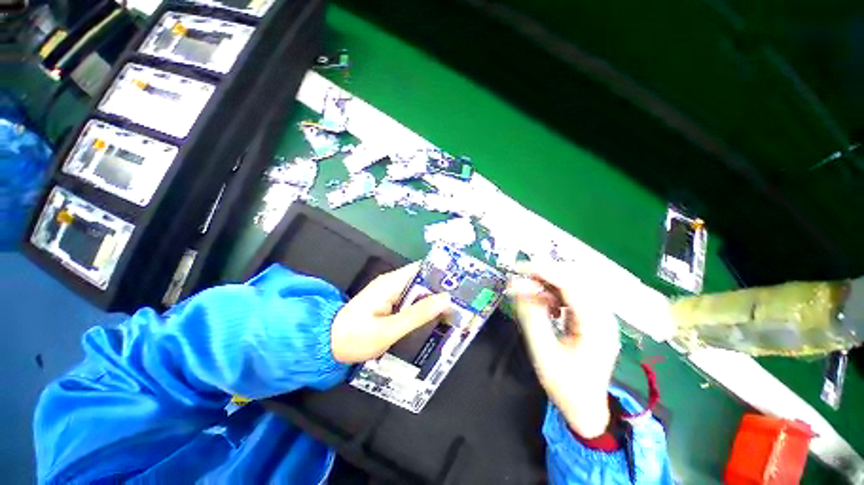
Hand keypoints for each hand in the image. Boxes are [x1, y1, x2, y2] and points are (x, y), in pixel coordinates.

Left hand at [331, 262, 451, 363]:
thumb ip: (417, 314)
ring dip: (433, 299)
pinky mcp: (389, 302)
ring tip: (454, 309)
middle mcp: (392, 283)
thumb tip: (445, 298)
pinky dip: (423, 306)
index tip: (459, 283)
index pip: (421, 269)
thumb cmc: (355, 337)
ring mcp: (390, 293)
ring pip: (417, 291)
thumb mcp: (389, 329)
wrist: (327, 345)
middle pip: (422, 280)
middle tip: (461, 301)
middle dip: (440, 289)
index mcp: (391, 282)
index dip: (440, 273)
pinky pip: (410, 300)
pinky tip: (434, 317)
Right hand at [508, 262, 620, 437]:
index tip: (519, 268)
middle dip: (544, 275)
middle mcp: (603, 316)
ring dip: (549, 285)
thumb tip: (517, 287)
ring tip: (530, 293)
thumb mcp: (543, 352)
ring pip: (573, 285)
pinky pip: (573, 296)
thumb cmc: (565, 386)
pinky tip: (547, 307)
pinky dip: (555, 295)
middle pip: (574, 280)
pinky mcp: (594, 320)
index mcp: (596, 326)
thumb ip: (531, 316)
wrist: (586, 409)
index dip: (544, 271)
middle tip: (520, 279)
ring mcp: (601, 317)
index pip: (571, 284)